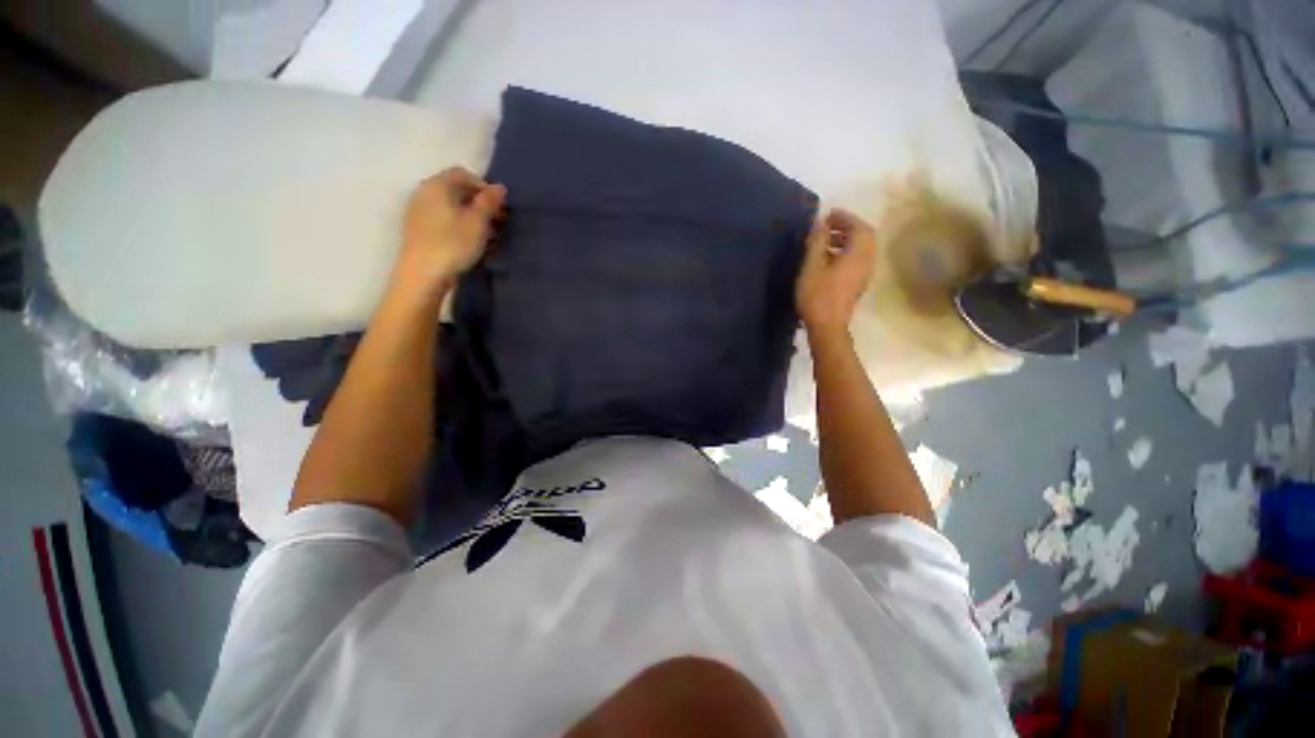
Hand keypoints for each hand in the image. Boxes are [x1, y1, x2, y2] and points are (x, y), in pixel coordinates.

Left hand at [391, 167, 505, 294]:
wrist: (423, 275)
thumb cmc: (453, 244)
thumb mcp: (478, 222)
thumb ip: (489, 202)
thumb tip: (500, 187)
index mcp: (437, 185)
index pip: (463, 174)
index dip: (485, 187)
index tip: (501, 206)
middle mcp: (424, 192)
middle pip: (456, 189)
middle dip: (480, 203)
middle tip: (499, 221)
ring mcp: (419, 211)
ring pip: (451, 206)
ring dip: (472, 217)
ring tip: (490, 235)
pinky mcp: (418, 229)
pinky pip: (444, 219)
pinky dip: (460, 226)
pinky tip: (472, 242)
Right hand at [795, 208, 878, 333]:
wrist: (827, 327)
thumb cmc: (817, 296)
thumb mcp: (812, 266)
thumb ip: (817, 242)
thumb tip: (820, 223)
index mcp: (858, 254)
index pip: (859, 227)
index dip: (844, 217)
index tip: (827, 214)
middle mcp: (867, 261)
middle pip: (863, 237)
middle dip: (846, 227)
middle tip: (826, 226)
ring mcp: (864, 274)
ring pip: (860, 249)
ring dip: (845, 240)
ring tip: (823, 242)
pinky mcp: (858, 284)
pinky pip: (856, 260)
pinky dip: (845, 252)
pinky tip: (827, 259)